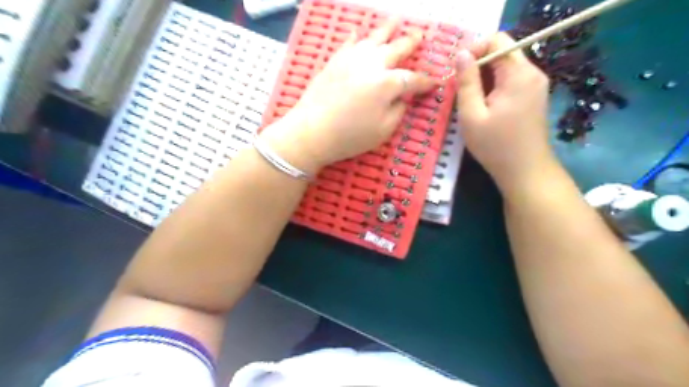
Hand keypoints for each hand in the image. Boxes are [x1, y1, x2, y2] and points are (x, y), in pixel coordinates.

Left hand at [262, 18, 437, 173]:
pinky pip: (348, 43)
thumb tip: (402, 98)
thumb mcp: (383, 131)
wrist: (311, 132)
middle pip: (396, 48)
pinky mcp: (334, 61)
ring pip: (373, 38)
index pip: (412, 79)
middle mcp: (372, 64)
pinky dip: (356, 37)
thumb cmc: (350, 136)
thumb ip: (398, 111)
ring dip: (387, 29)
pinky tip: (358, 32)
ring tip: (396, 20)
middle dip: (411, 43)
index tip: (435, 82)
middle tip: (420, 36)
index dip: (425, 81)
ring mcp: (351, 59)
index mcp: (387, 83)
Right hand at [456, 33, 552, 193]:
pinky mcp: (533, 97)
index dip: (474, 49)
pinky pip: (510, 81)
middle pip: (502, 52)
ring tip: (468, 101)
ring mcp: (535, 85)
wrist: (525, 171)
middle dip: (477, 66)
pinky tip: (483, 107)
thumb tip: (461, 54)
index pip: (497, 40)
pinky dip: (493, 87)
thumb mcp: (472, 115)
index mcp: (518, 74)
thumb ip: (466, 82)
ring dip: (483, 79)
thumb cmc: (495, 146)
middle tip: (458, 89)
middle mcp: (532, 73)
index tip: (456, 72)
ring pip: (505, 68)